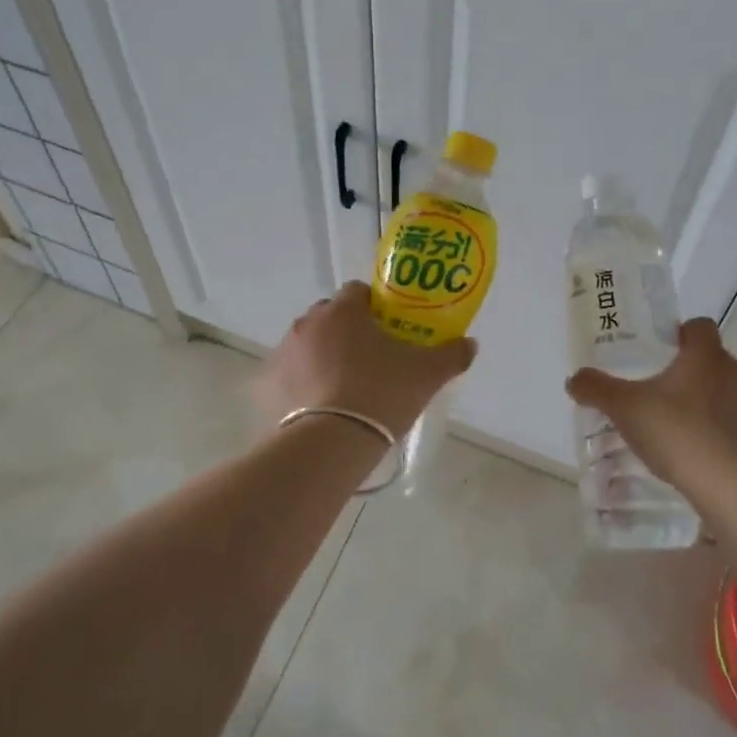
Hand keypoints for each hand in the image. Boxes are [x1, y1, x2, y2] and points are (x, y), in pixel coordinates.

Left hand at [255, 282, 477, 439]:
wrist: (329, 444)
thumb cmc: (381, 395)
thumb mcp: (427, 375)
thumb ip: (451, 355)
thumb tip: (470, 344)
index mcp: (343, 311)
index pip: (357, 292)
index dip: (374, 308)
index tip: (388, 330)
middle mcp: (307, 323)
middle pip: (329, 317)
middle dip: (346, 332)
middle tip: (369, 361)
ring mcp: (282, 353)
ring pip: (306, 346)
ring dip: (321, 357)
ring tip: (342, 389)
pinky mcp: (265, 385)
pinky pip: (287, 377)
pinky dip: (299, 386)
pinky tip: (316, 409)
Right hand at [566, 318, 736, 497]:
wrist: (729, 485)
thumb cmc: (675, 431)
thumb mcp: (623, 408)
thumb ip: (597, 389)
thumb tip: (574, 379)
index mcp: (705, 356)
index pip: (700, 327)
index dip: (682, 335)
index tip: (663, 353)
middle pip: (715, 362)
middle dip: (693, 375)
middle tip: (664, 397)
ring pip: (733, 396)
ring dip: (714, 407)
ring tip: (686, 433)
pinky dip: (732, 439)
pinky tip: (710, 458)